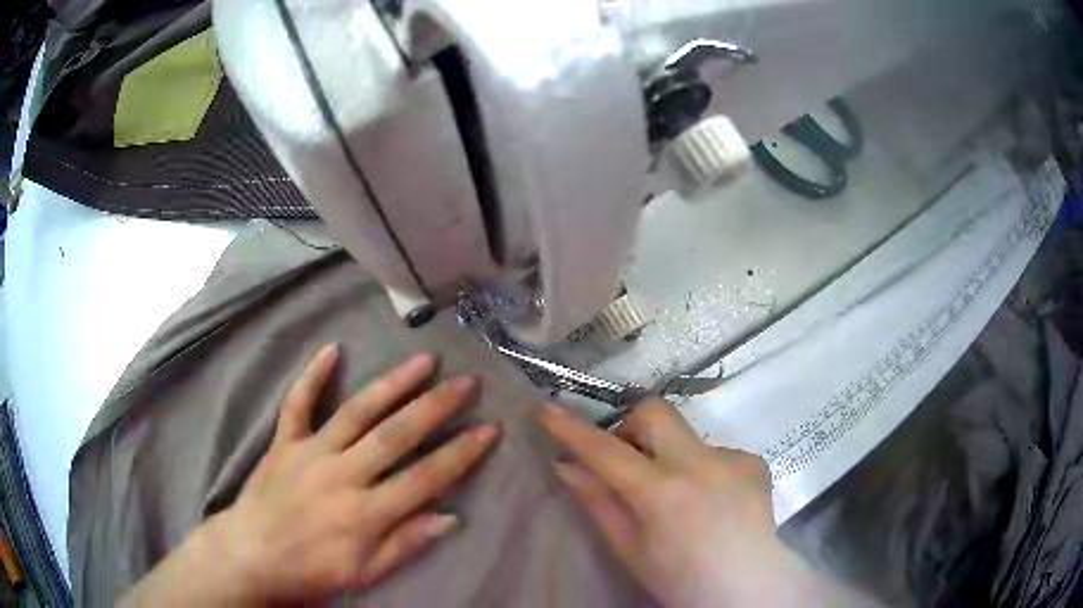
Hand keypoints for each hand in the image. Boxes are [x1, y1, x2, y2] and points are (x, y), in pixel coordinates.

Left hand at [123, 345, 500, 605]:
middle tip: (466, 382)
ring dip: (392, 384)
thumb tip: (450, 517)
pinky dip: (312, 376)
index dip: (460, 454)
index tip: (488, 429)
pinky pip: (298, 404)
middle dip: (436, 407)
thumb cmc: (312, 571)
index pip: (424, 478)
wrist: (251, 556)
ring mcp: (310, 452)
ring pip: (357, 412)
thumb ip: (406, 544)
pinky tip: (332, 350)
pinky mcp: (284, 442)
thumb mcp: (365, 573)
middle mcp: (342, 475)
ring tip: (423, 360)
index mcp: (366, 513)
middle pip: (396, 435)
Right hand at [539, 398, 864, 607]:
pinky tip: (713, 503)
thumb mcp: (629, 548)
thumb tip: (566, 467)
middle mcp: (698, 464)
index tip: (546, 409)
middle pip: (654, 411)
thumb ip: (599, 502)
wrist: (747, 588)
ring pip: (688, 437)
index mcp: (660, 492)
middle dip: (632, 426)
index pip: (605, 450)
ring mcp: (732, 459)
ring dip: (673, 458)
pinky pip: (717, 454)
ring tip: (682, 499)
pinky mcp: (754, 462)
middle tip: (629, 461)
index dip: (571, 429)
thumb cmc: (678, 578)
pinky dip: (706, 471)